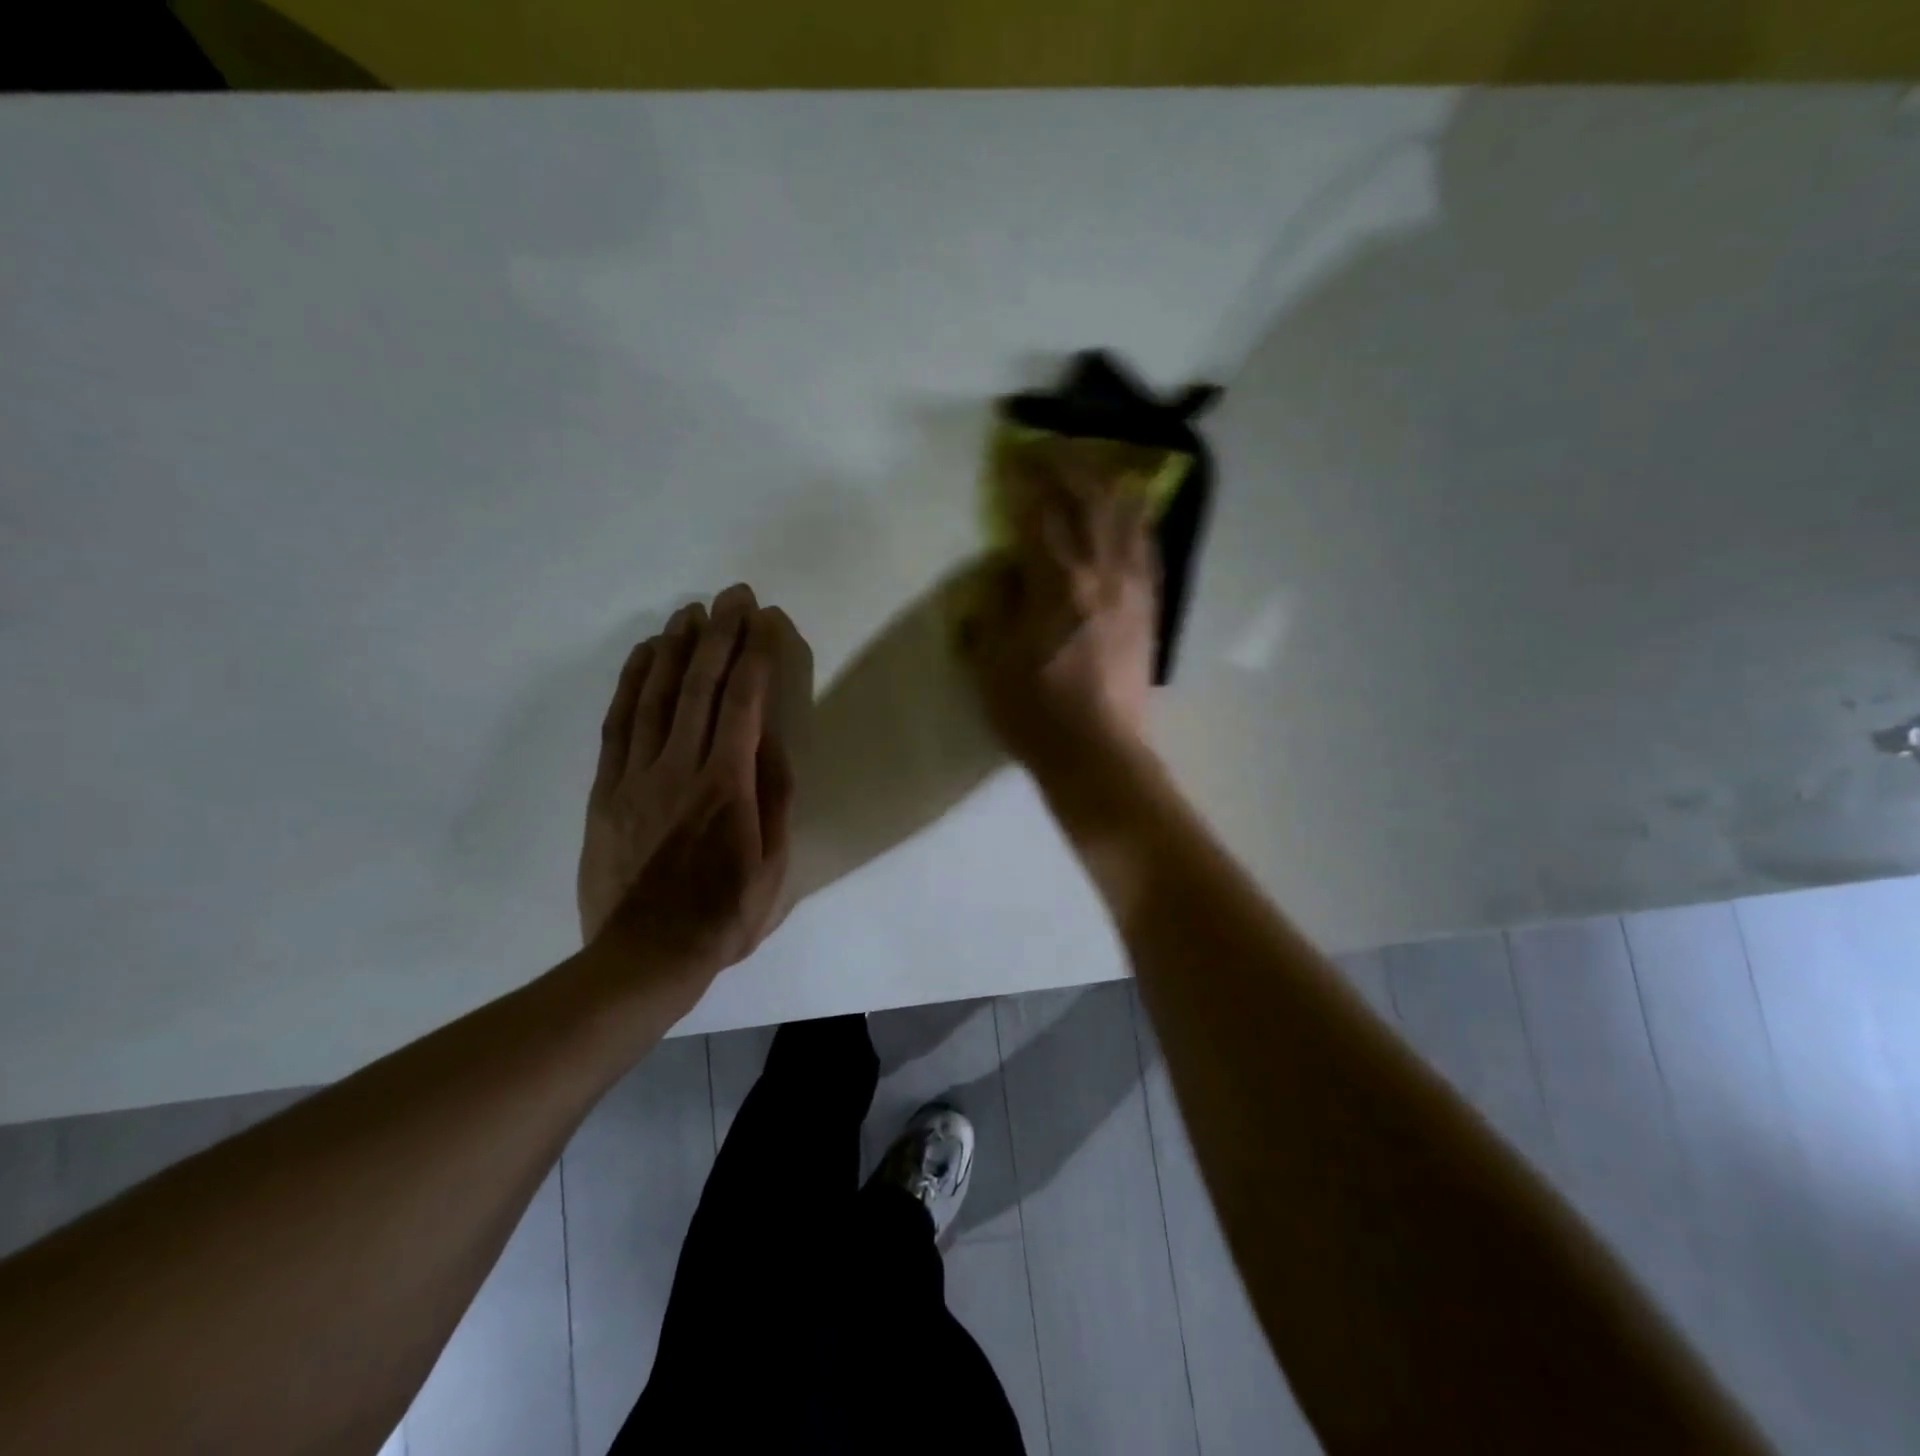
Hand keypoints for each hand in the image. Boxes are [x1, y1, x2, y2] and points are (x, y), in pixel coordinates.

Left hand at [578, 584, 797, 994]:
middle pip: (701, 686)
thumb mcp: (774, 863)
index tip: (764, 618)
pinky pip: (618, 723)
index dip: (756, 654)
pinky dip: (631, 683)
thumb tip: (773, 740)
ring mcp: (637, 775)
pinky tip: (645, 656)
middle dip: (720, 634)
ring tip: (690, 612)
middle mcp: (682, 767)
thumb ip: (774, 797)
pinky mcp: (607, 788)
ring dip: (676, 647)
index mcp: (728, 784)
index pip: (745, 702)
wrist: (645, 954)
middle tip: (732, 595)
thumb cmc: (724, 914)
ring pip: (656, 695)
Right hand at [958, 439, 1157, 769]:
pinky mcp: (1150, 608)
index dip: (1022, 479)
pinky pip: (1148, 547)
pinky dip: (1137, 518)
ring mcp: (1133, 589)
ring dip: (1106, 481)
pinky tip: (1131, 509)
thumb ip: (997, 606)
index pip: (1038, 512)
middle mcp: (1101, 573)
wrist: (1099, 755)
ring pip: (1126, 515)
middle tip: (1046, 448)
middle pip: (1089, 498)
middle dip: (1066, 464)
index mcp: (1057, 583)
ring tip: (1092, 463)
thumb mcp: (992, 663)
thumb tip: (1005, 569)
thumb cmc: (1036, 715)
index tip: (1009, 455)